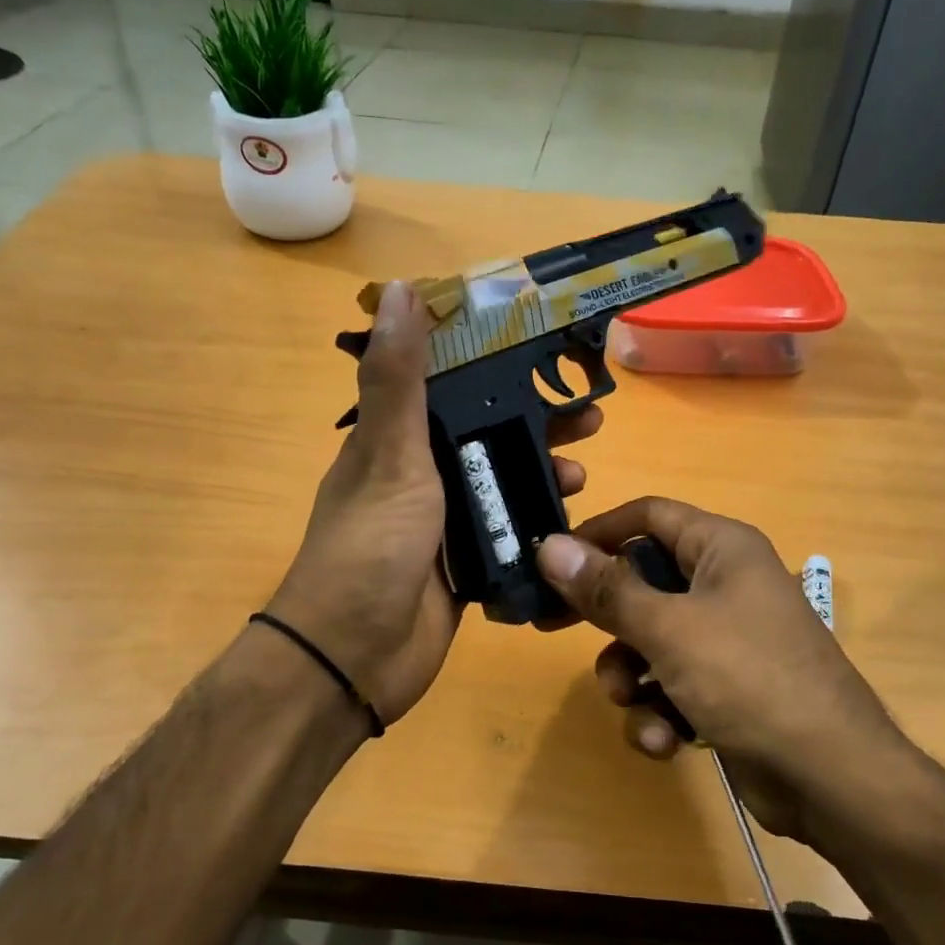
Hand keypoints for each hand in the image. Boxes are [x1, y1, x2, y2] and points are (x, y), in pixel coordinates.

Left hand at [269, 280, 602, 727]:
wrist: (356, 654)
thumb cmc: (371, 546)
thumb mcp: (388, 455)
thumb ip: (398, 378)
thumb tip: (399, 290)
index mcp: (394, 442)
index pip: (447, 388)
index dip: (492, 366)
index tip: (542, 351)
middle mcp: (418, 477)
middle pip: (484, 436)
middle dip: (534, 424)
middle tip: (588, 419)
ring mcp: (443, 525)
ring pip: (501, 484)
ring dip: (541, 473)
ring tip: (583, 470)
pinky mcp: (464, 566)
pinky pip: (508, 532)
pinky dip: (537, 523)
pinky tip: (570, 519)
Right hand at [536, 497, 896, 842]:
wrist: (831, 780)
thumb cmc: (750, 680)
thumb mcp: (670, 630)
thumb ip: (607, 589)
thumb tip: (550, 546)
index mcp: (722, 549)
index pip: (648, 516)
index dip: (598, 531)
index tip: (551, 559)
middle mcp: (724, 585)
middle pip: (642, 582)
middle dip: (604, 616)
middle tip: (550, 627)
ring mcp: (726, 640)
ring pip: (649, 641)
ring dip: (630, 675)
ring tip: (632, 702)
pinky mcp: (724, 690)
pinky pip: (670, 685)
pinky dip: (659, 711)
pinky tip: (664, 741)